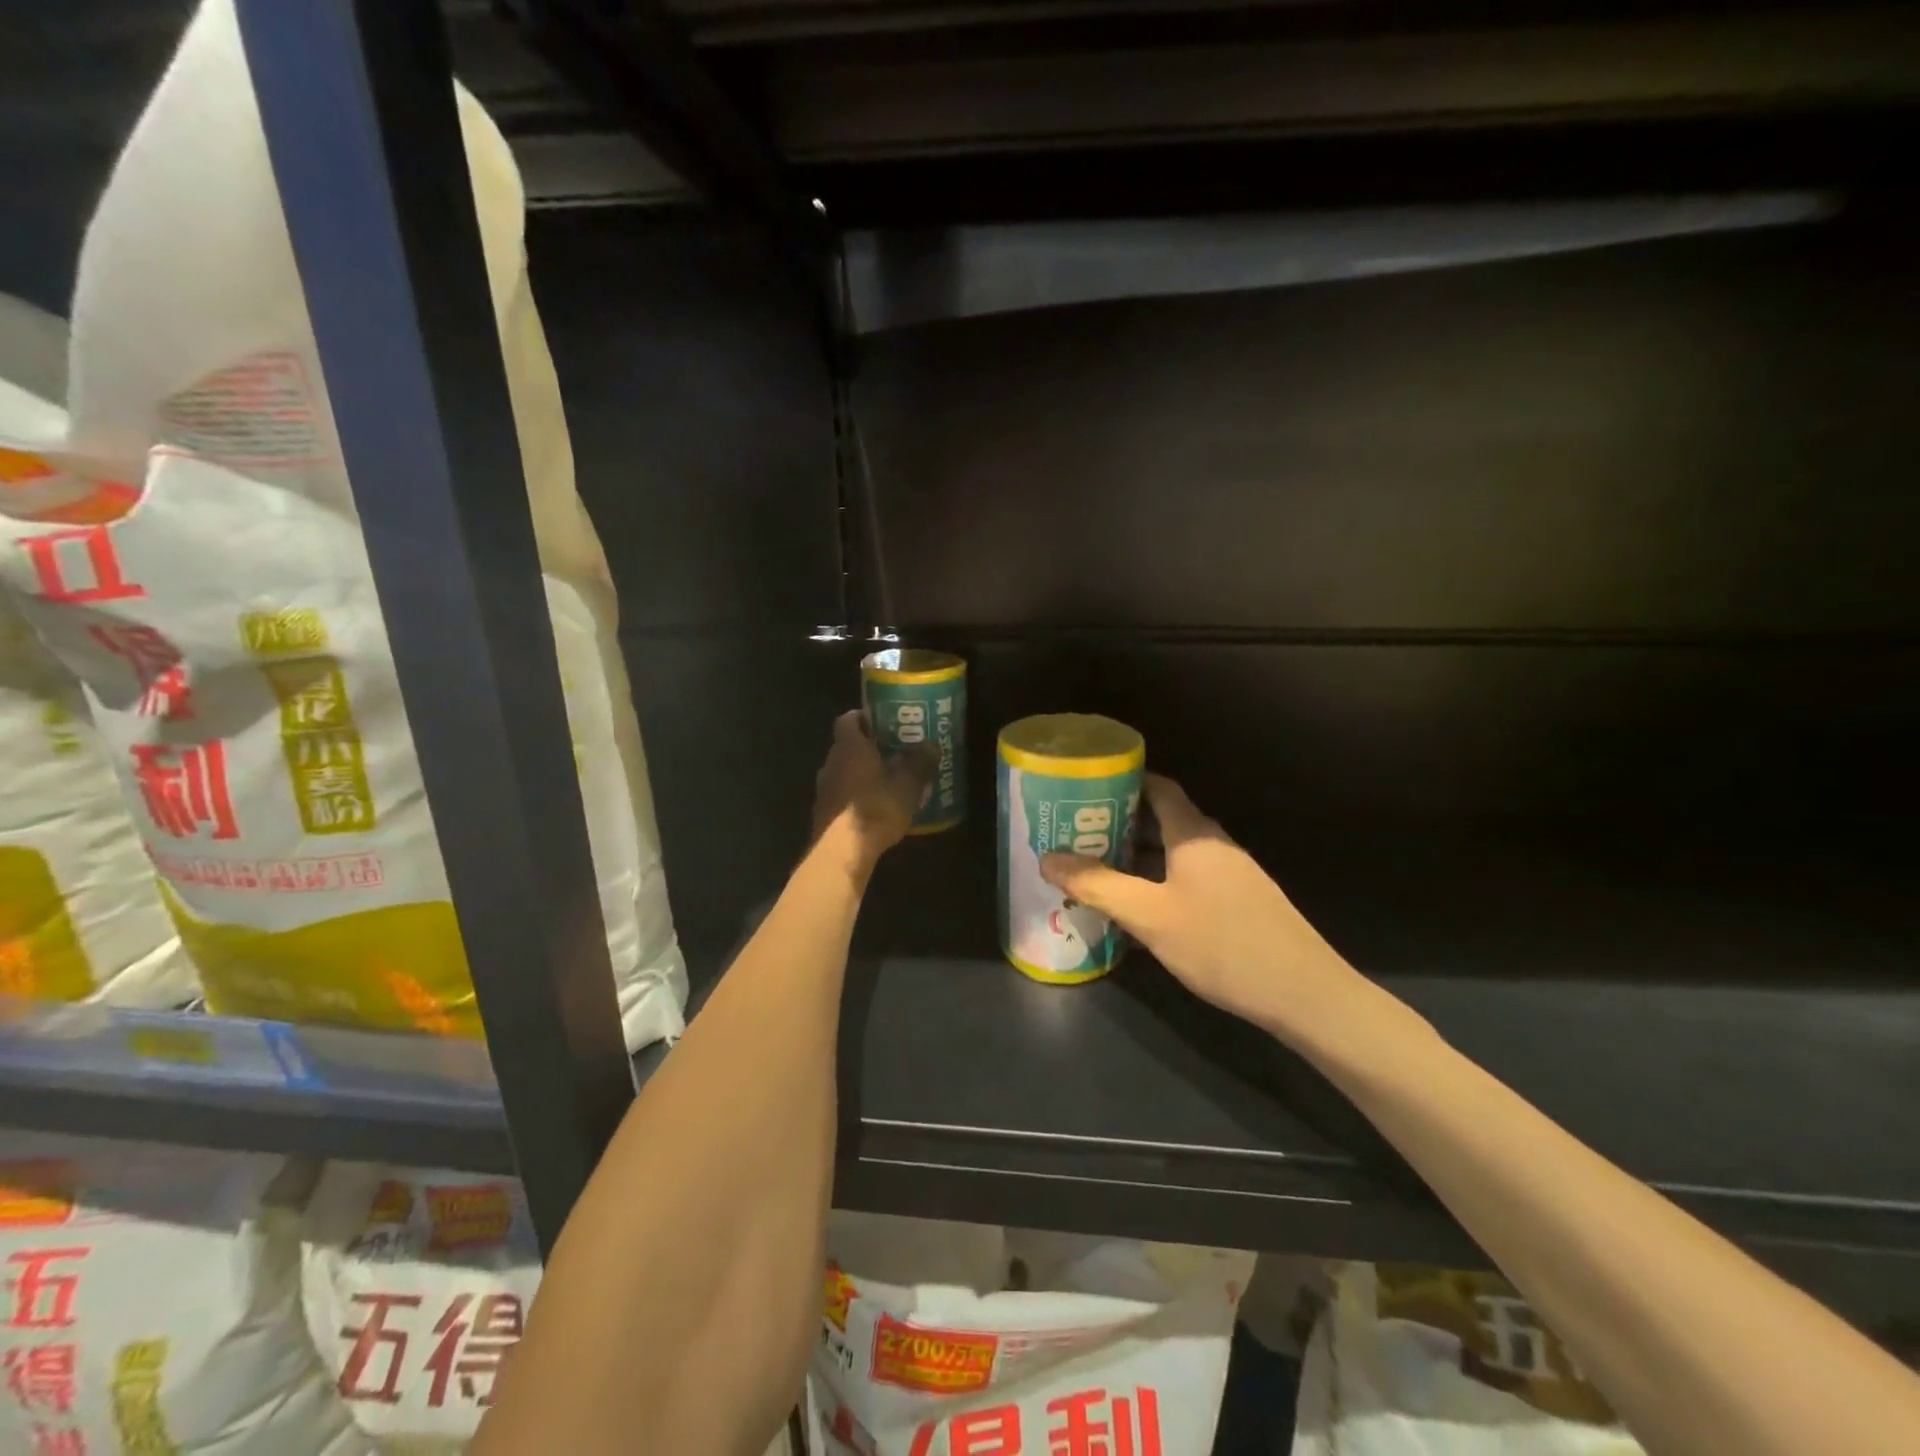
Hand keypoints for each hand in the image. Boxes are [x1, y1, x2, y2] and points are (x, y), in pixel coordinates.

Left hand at [811, 710, 934, 878]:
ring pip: (844, 771)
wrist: (841, 852)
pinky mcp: (823, 812)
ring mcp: (824, 788)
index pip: (849, 719)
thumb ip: (920, 763)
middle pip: (847, 746)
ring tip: (888, 781)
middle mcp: (831, 762)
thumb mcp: (908, 786)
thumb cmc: (875, 809)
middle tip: (894, 751)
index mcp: (849, 747)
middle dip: (868, 747)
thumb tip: (932, 745)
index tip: (883, 721)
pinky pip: (842, 794)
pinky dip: (856, 795)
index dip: (864, 717)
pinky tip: (875, 808)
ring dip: (862, 773)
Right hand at [1040, 775, 1367, 1040]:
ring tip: (1096, 869)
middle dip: (1119, 823)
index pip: (1158, 787)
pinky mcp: (1239, 903)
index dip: (1123, 781)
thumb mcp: (1149, 916)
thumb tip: (1047, 857)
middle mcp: (1214, 845)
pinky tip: (1138, 910)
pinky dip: (1157, 882)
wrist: (1304, 995)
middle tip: (1076, 833)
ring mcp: (1231, 875)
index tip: (1084, 788)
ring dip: (1137, 857)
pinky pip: (1187, 879)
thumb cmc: (1221, 944)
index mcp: (1194, 834)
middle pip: (1163, 819)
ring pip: (1173, 853)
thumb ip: (1097, 885)